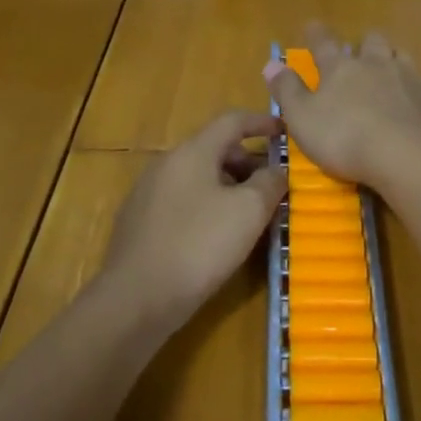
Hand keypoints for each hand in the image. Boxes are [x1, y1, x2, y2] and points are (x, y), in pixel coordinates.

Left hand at [103, 111, 286, 327]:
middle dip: (248, 162)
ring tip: (250, 216)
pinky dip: (208, 206)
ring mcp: (148, 193)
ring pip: (199, 177)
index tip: (285, 133)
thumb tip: (277, 170)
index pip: (232, 121)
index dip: (262, 122)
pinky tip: (217, 237)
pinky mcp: (140, 222)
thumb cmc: (199, 245)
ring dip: (229, 187)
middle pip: (215, 149)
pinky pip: (183, 201)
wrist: (135, 300)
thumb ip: (269, 182)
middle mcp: (167, 164)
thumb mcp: (248, 211)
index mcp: (192, 152)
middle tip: (273, 186)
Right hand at [264, 25, 420, 188]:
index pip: (324, 42)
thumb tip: (271, 63)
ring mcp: (409, 78)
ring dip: (392, 59)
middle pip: (371, 41)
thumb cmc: (345, 138)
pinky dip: (414, 89)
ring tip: (388, 71)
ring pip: (400, 56)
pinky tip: (413, 104)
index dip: (316, 34)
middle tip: (359, 53)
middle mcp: (376, 64)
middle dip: (364, 44)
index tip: (311, 25)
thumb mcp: (303, 118)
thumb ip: (287, 90)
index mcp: (341, 68)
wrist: (410, 156)